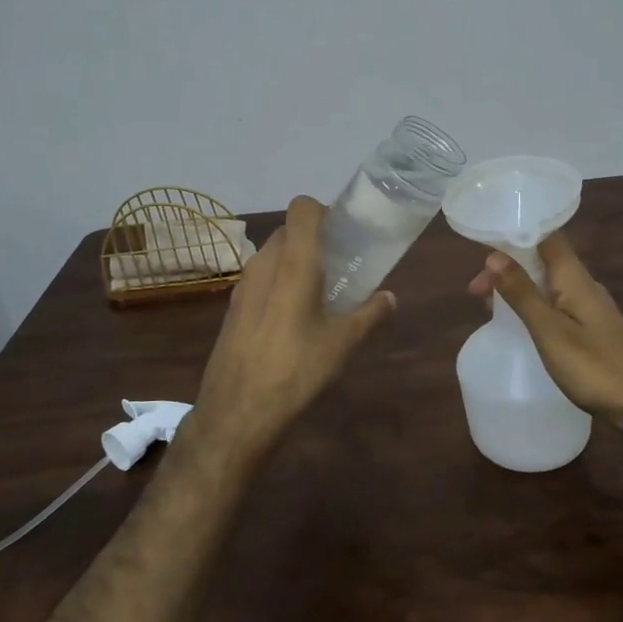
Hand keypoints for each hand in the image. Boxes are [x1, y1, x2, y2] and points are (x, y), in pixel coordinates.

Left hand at [188, 195, 396, 459]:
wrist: (237, 413)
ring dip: (295, 263)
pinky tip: (293, 319)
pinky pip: (260, 280)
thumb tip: (390, 298)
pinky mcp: (232, 307)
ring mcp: (243, 285)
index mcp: (293, 262)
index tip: (344, 235)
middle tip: (340, 266)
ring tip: (319, 294)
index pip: (302, 208)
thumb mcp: (342, 344)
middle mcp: (264, 263)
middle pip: (289, 232)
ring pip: (273, 256)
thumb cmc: (296, 370)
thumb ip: (370, 314)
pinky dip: (278, 284)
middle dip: (314, 241)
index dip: (323, 212)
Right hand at [469, 233, 622, 430]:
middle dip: (508, 267)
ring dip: (519, 287)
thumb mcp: (549, 329)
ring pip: (548, 283)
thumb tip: (493, 256)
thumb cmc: (592, 364)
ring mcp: (590, 306)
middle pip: (542, 259)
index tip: (483, 248)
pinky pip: (556, 303)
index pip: (546, 236)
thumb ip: (522, 292)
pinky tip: (521, 323)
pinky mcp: (591, 327)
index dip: (515, 234)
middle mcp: (583, 284)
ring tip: (490, 304)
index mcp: (574, 277)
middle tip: (476, 291)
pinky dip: (533, 305)